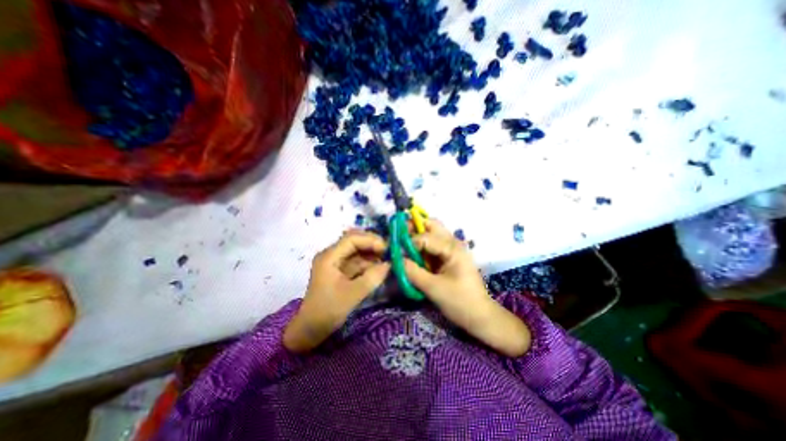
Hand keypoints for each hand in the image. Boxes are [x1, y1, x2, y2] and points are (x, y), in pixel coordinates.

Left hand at [285, 229, 390, 352]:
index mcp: (329, 256)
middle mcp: (332, 255)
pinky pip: (358, 261)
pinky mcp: (341, 271)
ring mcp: (337, 263)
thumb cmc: (327, 311)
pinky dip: (370, 263)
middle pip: (355, 241)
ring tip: (389, 258)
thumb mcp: (352, 295)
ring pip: (358, 251)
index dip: (371, 240)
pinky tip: (381, 266)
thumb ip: (372, 278)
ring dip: (373, 253)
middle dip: (373, 244)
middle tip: (390, 252)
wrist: (310, 330)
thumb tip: (390, 264)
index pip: (352, 239)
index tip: (387, 249)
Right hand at [402, 220, 530, 357]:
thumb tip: (394, 260)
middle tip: (399, 238)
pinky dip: (421, 246)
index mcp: (452, 248)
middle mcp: (453, 243)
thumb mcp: (433, 288)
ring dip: (417, 236)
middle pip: (431, 225)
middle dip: (413, 228)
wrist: (480, 316)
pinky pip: (432, 245)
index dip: (408, 243)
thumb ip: (412, 272)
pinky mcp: (448, 257)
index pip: (425, 237)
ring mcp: (451, 249)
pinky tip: (413, 255)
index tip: (396, 253)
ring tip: (403, 246)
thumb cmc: (460, 302)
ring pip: (432, 233)